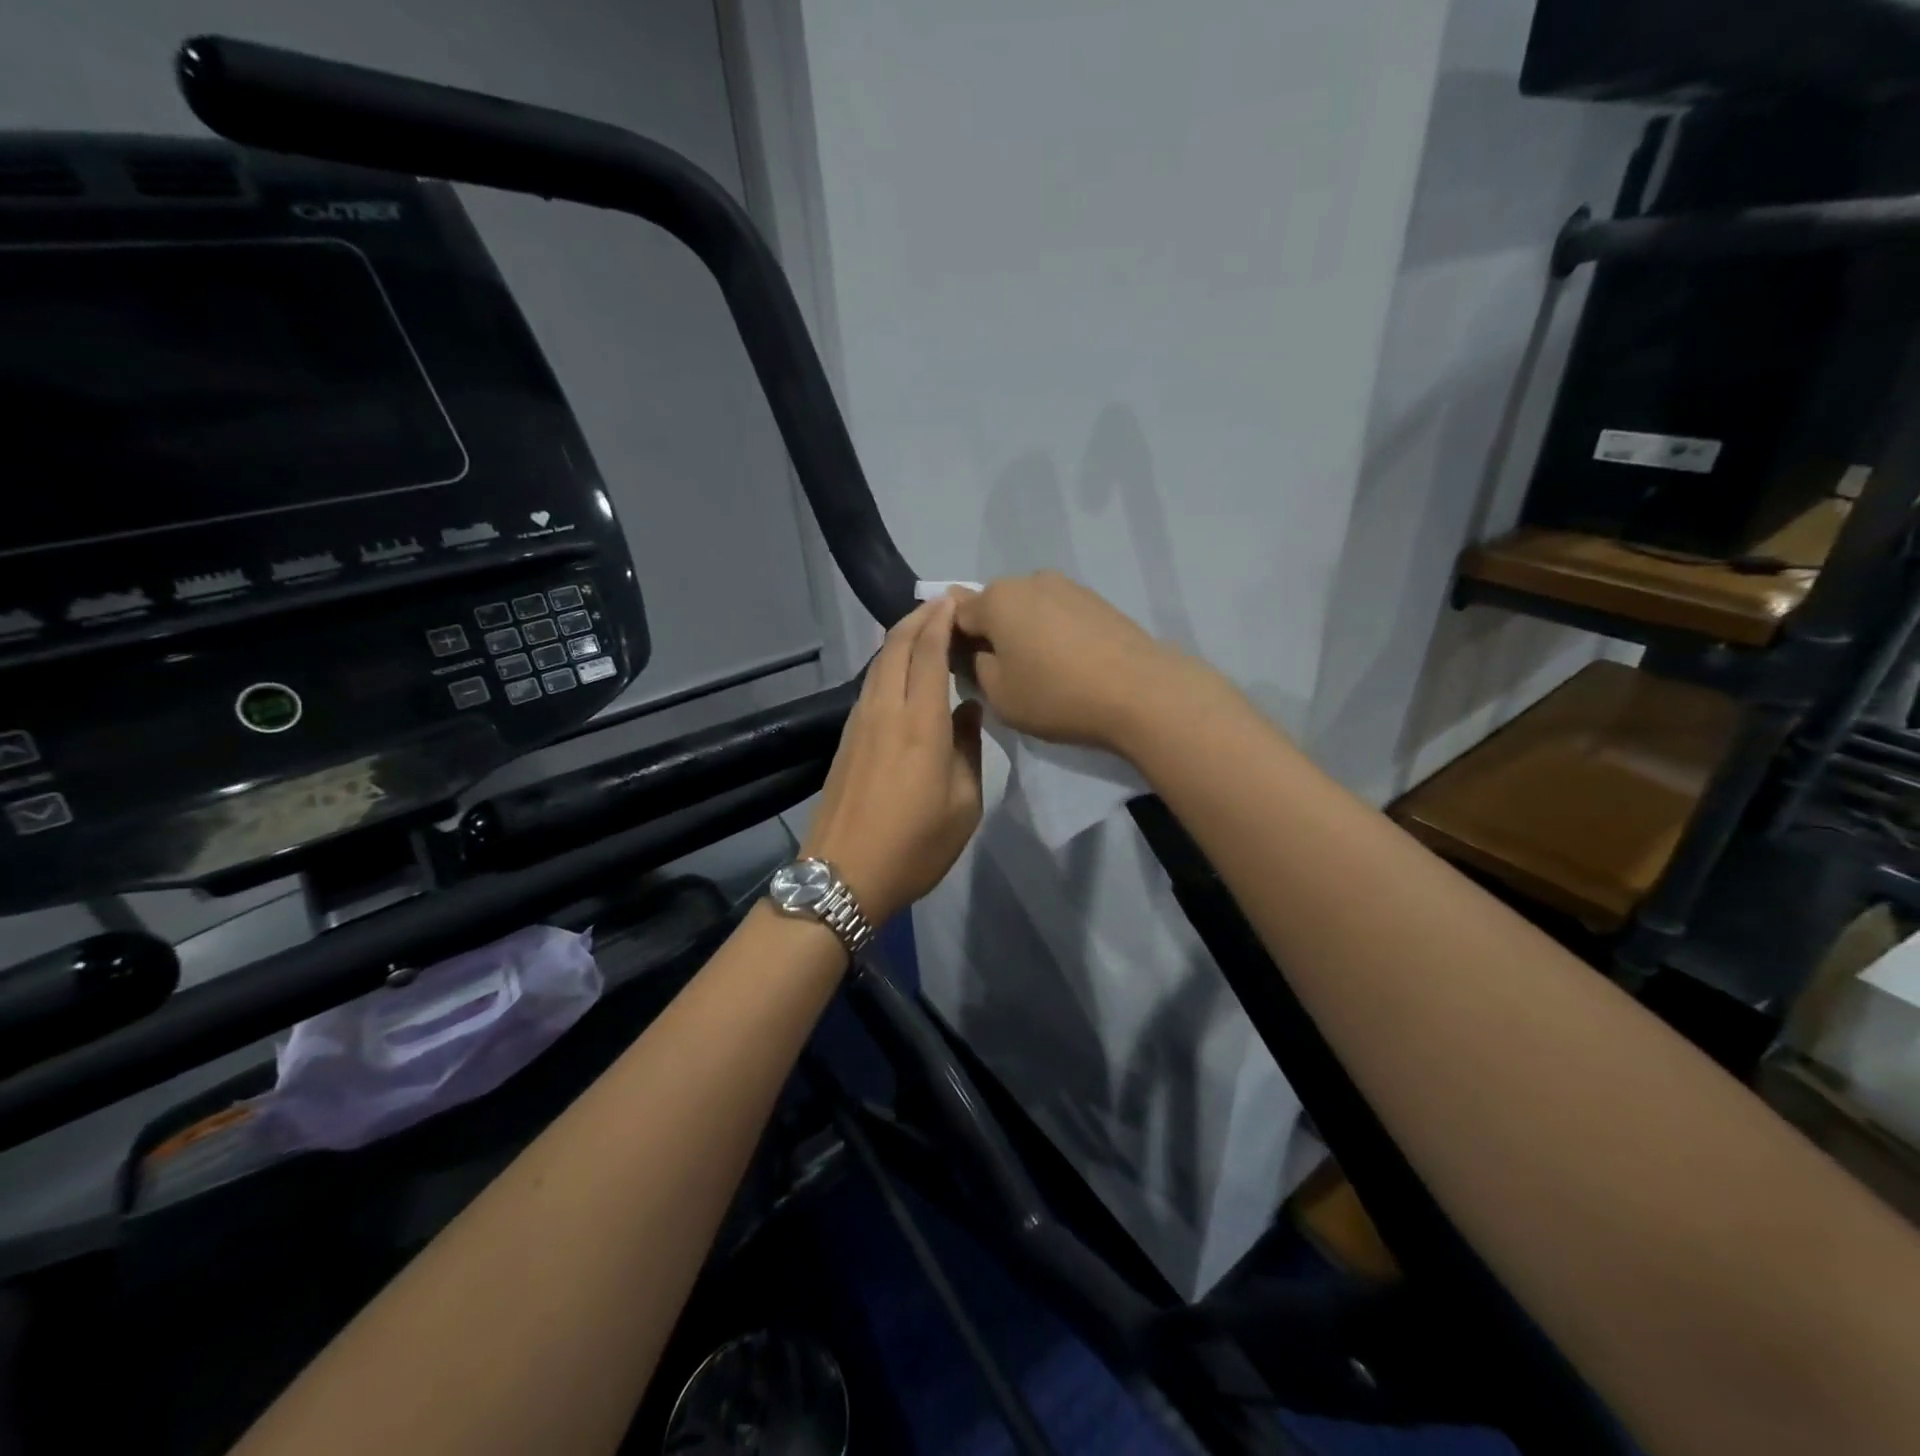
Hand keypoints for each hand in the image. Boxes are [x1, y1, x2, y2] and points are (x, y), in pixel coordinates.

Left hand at [803, 596, 983, 922]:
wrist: (843, 876)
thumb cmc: (915, 846)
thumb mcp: (964, 805)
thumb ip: (969, 749)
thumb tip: (968, 710)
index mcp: (920, 724)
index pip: (928, 652)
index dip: (940, 621)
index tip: (955, 600)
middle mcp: (884, 711)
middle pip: (895, 646)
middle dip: (917, 618)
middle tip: (941, 605)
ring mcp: (859, 723)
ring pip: (877, 663)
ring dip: (899, 638)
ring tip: (923, 629)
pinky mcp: (846, 739)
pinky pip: (869, 684)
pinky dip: (887, 664)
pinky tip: (901, 671)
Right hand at [951, 572, 1213, 755]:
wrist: (1139, 692)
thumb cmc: (1056, 695)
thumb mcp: (998, 694)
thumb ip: (976, 666)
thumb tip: (980, 651)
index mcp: (996, 599)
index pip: (955, 614)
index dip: (952, 642)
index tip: (962, 670)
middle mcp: (1028, 581)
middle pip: (993, 606)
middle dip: (989, 633)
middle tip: (1000, 672)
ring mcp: (1067, 586)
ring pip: (1027, 609)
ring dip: (1023, 632)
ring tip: (1038, 670)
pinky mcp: (1096, 600)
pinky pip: (1057, 614)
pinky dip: (1053, 633)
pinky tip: (1067, 663)